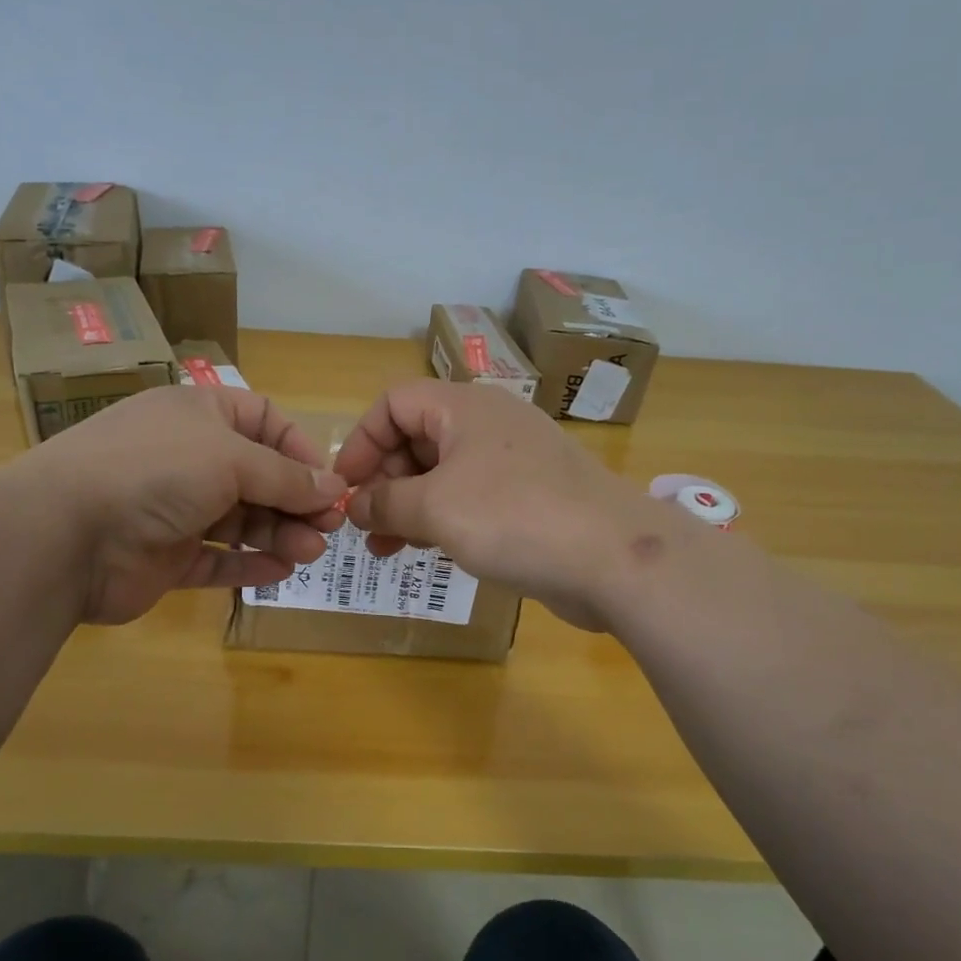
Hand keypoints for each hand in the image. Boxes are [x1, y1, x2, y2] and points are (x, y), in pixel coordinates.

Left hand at [31, 386, 346, 624]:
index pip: (263, 420)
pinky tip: (279, 572)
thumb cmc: (155, 472)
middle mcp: (188, 457)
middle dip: (295, 501)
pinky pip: (216, 558)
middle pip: (258, 475)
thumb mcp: (231, 459)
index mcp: (198, 414)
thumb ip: (287, 477)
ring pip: (241, 519)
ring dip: (279, 534)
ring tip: (309, 553)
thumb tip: (335, 489)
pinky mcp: (166, 556)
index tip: (327, 482)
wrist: (63, 533)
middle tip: (328, 529)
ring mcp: (175, 508)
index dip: (299, 449)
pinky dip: (248, 564)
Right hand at [333, 380, 677, 630]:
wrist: (614, 557)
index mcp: (464, 407)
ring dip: (407, 505)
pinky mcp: (529, 497)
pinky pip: (470, 498)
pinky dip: (442, 518)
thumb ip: (385, 503)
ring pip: (442, 472)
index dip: (362, 442)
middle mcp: (487, 424)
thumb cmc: (514, 517)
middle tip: (365, 527)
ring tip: (384, 549)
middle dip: (383, 480)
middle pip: (416, 437)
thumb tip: (355, 506)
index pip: (394, 402)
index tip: (346, 489)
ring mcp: (512, 461)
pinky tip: (427, 550)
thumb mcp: (435, 508)